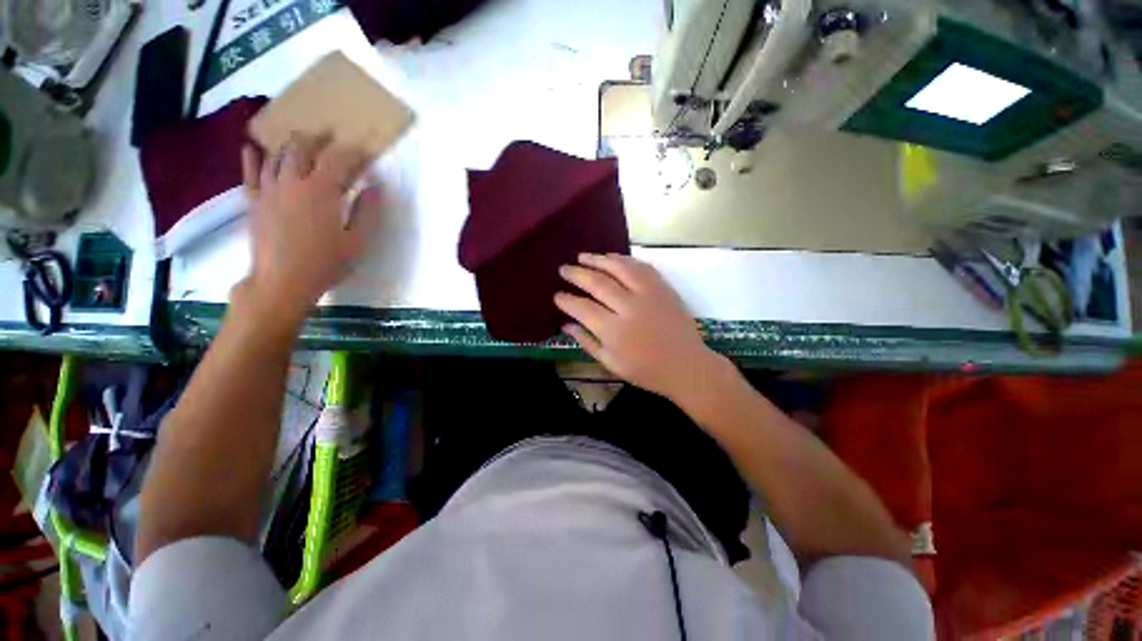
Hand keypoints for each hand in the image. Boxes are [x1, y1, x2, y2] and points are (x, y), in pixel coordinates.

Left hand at [239, 133, 380, 323]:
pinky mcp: (254, 202)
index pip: (337, 159)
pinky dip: (251, 158)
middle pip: (302, 148)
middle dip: (318, 138)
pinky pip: (250, 173)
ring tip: (300, 140)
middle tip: (329, 136)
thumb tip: (376, 187)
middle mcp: (292, 182)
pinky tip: (253, 147)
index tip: (363, 150)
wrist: (282, 282)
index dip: (352, 151)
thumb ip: (367, 211)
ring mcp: (269, 190)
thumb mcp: (358, 241)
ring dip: (290, 144)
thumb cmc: (326, 263)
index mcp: (322, 191)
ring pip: (276, 155)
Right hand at [555, 253, 723, 403]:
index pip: (582, 308)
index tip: (557, 295)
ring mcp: (648, 294)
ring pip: (619, 268)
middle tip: (563, 269)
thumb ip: (587, 342)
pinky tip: (612, 258)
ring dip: (598, 259)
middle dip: (576, 273)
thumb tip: (565, 325)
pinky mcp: (663, 288)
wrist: (687, 366)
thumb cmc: (646, 371)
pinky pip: (641, 267)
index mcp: (615, 331)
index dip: (566, 300)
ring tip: (583, 256)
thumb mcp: (611, 363)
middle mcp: (629, 307)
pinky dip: (623, 259)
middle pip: (597, 282)